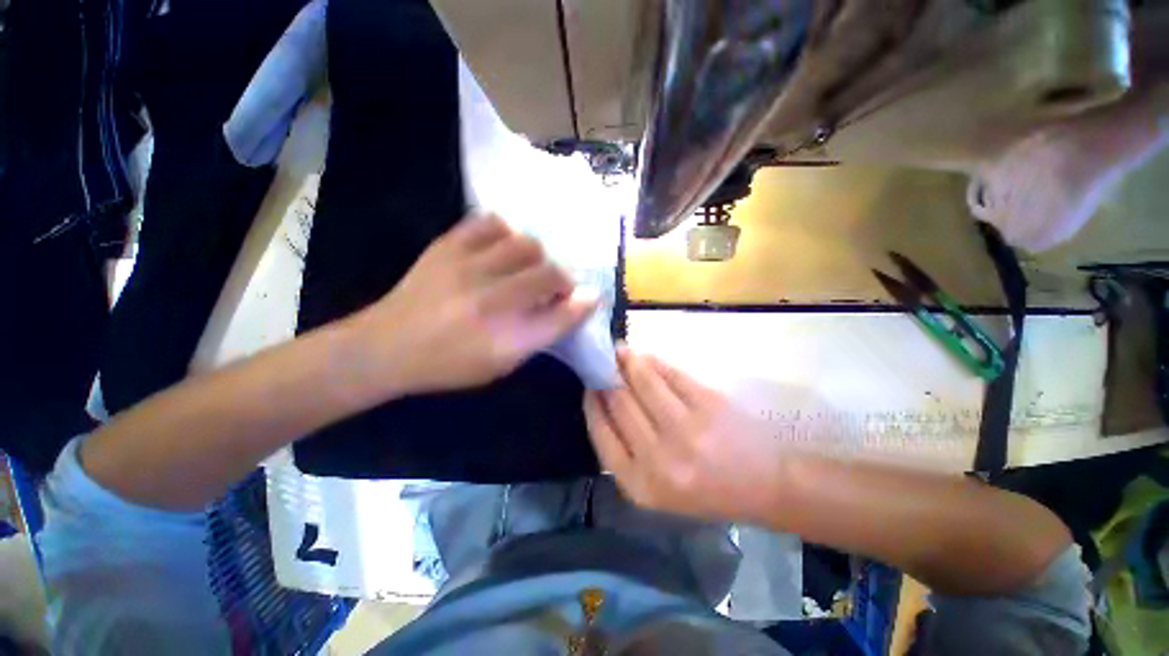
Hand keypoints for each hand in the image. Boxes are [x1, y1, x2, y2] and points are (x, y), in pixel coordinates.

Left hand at [350, 213, 596, 397]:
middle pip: (549, 274)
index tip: (591, 297)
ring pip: (525, 244)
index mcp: (504, 338)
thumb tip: (578, 304)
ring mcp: (467, 268)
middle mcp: (490, 301)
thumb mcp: (502, 364)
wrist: (386, 347)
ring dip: (536, 257)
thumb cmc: (451, 364)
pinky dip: (505, 233)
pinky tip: (501, 247)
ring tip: (526, 267)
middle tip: (553, 287)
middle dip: (562, 279)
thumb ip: (542, 334)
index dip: (582, 304)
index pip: (561, 316)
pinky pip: (489, 223)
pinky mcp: (447, 247)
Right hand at [584, 347, 782, 521]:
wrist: (766, 487)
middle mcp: (658, 458)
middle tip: (602, 361)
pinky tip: (646, 357)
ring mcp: (685, 429)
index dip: (592, 403)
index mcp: (639, 485)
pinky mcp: (708, 404)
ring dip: (627, 360)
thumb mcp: (656, 488)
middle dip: (606, 376)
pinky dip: (654, 362)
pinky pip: (670, 374)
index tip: (589, 385)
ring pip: (642, 380)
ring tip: (621, 351)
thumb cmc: (706, 491)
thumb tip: (603, 400)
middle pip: (619, 402)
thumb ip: (626, 450)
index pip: (601, 432)